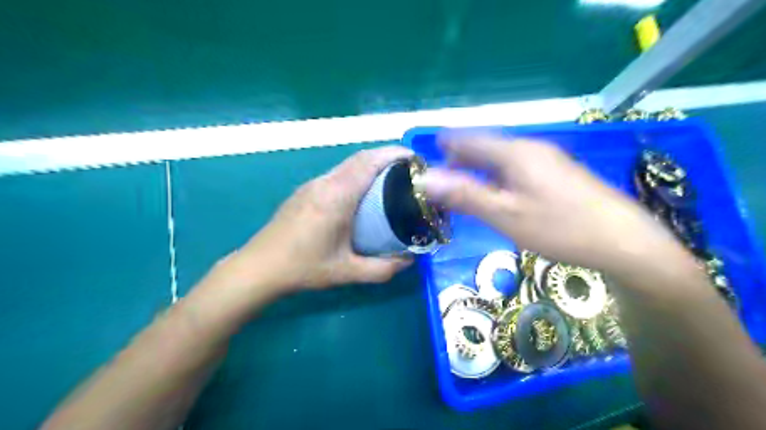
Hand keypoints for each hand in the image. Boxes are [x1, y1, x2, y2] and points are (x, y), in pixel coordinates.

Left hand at [242, 147, 415, 290]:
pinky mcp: (305, 190)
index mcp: (336, 197)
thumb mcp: (346, 272)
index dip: (394, 154)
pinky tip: (363, 192)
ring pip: (347, 164)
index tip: (415, 159)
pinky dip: (357, 173)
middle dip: (387, 156)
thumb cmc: (303, 268)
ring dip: (371, 164)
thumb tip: (409, 260)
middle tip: (409, 171)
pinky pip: (337, 173)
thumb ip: (382, 269)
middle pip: (360, 157)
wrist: (258, 267)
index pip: (369, 162)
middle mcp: (324, 183)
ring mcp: (312, 184)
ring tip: (391, 179)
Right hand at [422, 132, 691, 277]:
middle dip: (461, 158)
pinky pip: (517, 168)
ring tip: (464, 185)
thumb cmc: (559, 227)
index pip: (471, 138)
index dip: (447, 144)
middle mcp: (530, 149)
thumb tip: (426, 179)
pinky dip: (498, 176)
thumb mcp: (505, 214)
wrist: (624, 241)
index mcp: (515, 152)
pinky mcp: (558, 175)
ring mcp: (547, 160)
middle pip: (487, 146)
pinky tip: (497, 192)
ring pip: (502, 158)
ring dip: (479, 168)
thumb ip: (465, 195)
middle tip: (442, 177)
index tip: (429, 153)